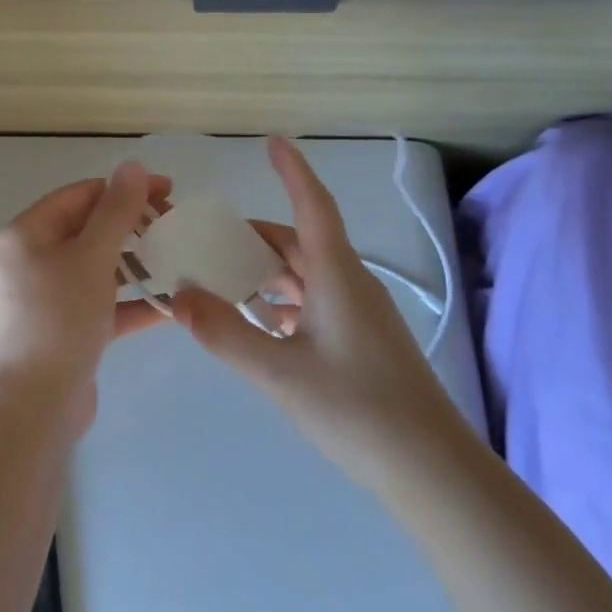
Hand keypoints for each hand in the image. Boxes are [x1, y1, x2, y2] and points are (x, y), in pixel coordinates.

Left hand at [0, 161, 171, 434]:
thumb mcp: (91, 258)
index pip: (82, 195)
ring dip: (138, 264)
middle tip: (177, 227)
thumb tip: (133, 165)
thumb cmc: (59, 320)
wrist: (34, 406)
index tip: (169, 191)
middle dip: (134, 227)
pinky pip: (104, 303)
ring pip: (100, 267)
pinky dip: (133, 302)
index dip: (125, 189)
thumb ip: (115, 211)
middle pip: (91, 230)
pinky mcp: (68, 328)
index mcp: (29, 233)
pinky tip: (173, 305)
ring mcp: (50, 296)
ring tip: (181, 261)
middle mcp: (34, 259)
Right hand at [172, 138, 466, 491]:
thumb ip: (225, 334)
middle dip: (254, 236)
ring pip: (305, 275)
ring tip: (220, 280)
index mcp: (337, 276)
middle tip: (207, 239)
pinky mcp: (361, 340)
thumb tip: (178, 297)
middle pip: (299, 242)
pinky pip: (313, 303)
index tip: (272, 141)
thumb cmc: (359, 410)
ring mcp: (359, 314)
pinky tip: (256, 322)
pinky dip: (281, 302)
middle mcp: (350, 284)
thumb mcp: (281, 373)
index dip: (292, 171)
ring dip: (265, 272)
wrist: (433, 471)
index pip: (313, 206)